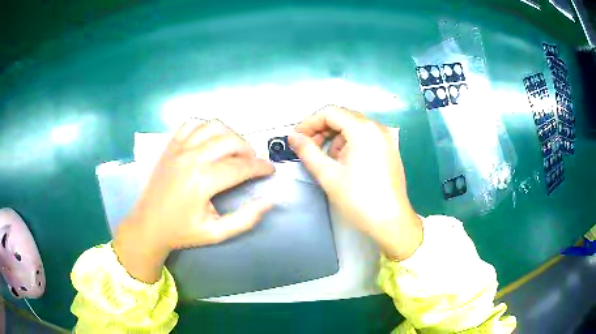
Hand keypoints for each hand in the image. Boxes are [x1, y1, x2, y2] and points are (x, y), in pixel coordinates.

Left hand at [114, 120, 274, 282]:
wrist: (148, 225)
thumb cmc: (181, 231)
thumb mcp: (215, 233)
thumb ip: (245, 219)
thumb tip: (268, 202)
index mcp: (202, 181)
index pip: (240, 167)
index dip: (260, 167)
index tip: (271, 170)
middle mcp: (190, 158)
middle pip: (230, 141)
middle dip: (249, 149)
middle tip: (254, 162)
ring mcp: (178, 148)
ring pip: (213, 126)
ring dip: (230, 134)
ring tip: (235, 149)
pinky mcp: (170, 145)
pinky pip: (191, 124)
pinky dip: (206, 126)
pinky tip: (211, 139)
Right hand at [288, 106, 421, 260]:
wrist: (391, 222)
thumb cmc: (358, 199)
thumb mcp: (328, 174)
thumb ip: (307, 151)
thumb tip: (293, 137)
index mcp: (363, 129)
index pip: (330, 112)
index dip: (309, 122)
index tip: (296, 138)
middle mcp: (377, 127)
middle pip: (342, 117)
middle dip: (321, 129)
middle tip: (307, 147)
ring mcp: (386, 138)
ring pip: (353, 127)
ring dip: (335, 138)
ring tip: (326, 159)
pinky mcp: (389, 150)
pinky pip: (364, 137)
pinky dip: (349, 144)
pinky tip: (343, 163)